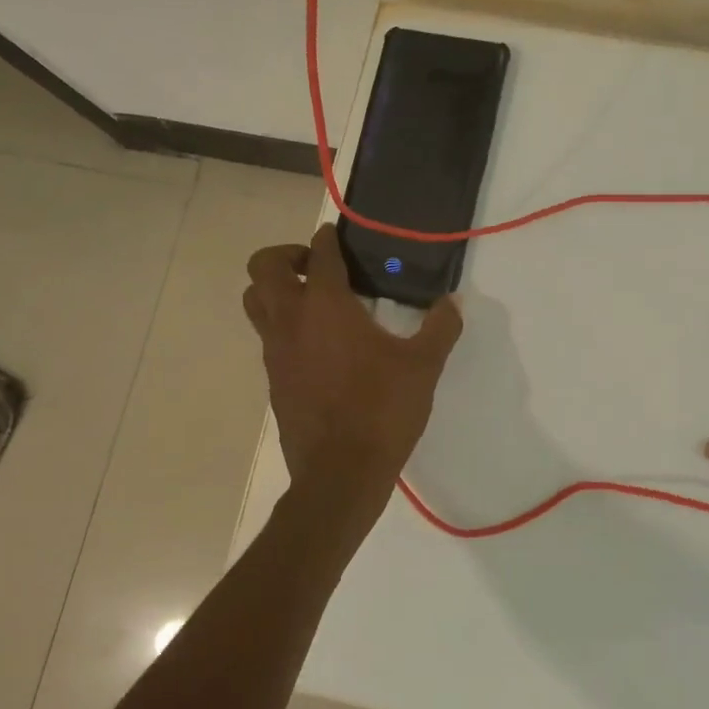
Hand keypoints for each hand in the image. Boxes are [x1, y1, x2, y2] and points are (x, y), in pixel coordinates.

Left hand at [243, 224, 462, 505]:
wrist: (340, 473)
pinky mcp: (273, 380)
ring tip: (312, 300)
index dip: (328, 238)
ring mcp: (276, 352)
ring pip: (255, 302)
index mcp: (326, 306)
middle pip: (263, 267)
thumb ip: (440, 327)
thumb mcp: (423, 366)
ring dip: (276, 289)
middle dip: (286, 255)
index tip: (336, 235)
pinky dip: (284, 326)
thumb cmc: (383, 410)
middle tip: (316, 266)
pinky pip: (268, 337)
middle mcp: (291, 320)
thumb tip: (453, 302)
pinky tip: (319, 346)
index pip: (319, 255)